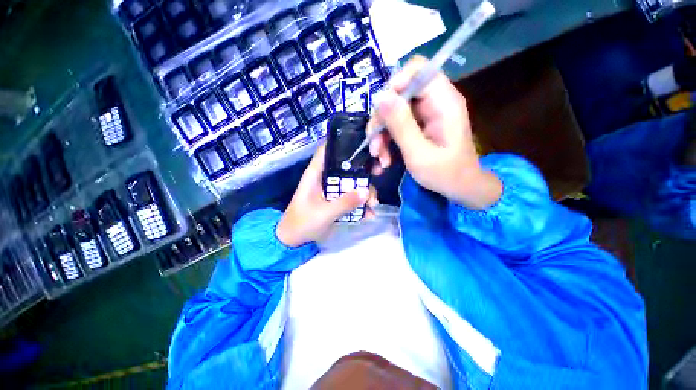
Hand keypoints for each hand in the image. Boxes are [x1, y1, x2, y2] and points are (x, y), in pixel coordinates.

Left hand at [276, 144, 378, 246]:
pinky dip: (360, 206)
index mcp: (316, 174)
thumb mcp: (324, 213)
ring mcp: (332, 191)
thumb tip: (366, 191)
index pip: (327, 150)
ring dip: (364, 192)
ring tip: (373, 205)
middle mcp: (325, 178)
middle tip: (377, 177)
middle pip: (346, 168)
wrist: (294, 242)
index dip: (343, 143)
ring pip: (351, 184)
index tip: (363, 145)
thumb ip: (345, 202)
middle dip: (362, 173)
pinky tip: (369, 215)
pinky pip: (351, 199)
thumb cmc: (302, 223)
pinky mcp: (336, 202)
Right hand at [368, 56, 501, 209]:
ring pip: (392, 113)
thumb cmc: (446, 174)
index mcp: (443, 102)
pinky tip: (384, 161)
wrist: (459, 188)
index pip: (418, 70)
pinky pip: (395, 126)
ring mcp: (424, 116)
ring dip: (381, 136)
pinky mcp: (417, 127)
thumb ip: (401, 125)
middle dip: (382, 121)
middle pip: (398, 95)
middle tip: (375, 147)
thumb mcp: (420, 154)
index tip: (381, 112)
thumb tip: (380, 97)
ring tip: (380, 159)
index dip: (395, 85)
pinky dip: (386, 142)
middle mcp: (433, 103)